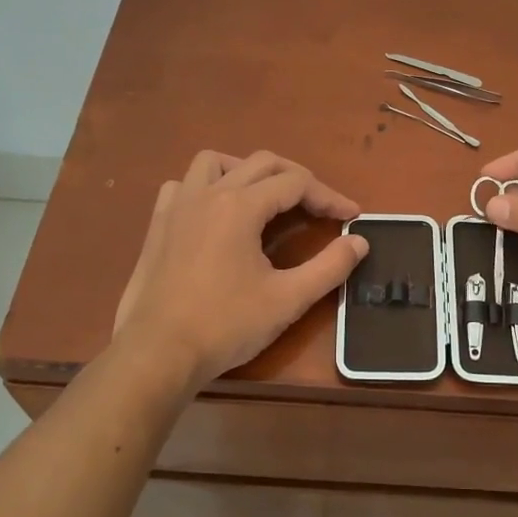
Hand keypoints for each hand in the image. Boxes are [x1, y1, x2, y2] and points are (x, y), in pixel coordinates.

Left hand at [112, 150, 368, 386]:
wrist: (157, 354)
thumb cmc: (225, 326)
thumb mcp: (288, 299)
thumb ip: (330, 267)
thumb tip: (360, 242)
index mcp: (240, 206)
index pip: (296, 184)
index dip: (329, 197)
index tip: (351, 217)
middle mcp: (208, 194)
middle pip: (262, 163)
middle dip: (298, 179)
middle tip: (319, 206)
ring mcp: (177, 206)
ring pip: (216, 162)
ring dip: (247, 171)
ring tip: (266, 198)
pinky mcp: (157, 225)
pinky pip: (182, 185)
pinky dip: (206, 187)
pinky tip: (216, 213)